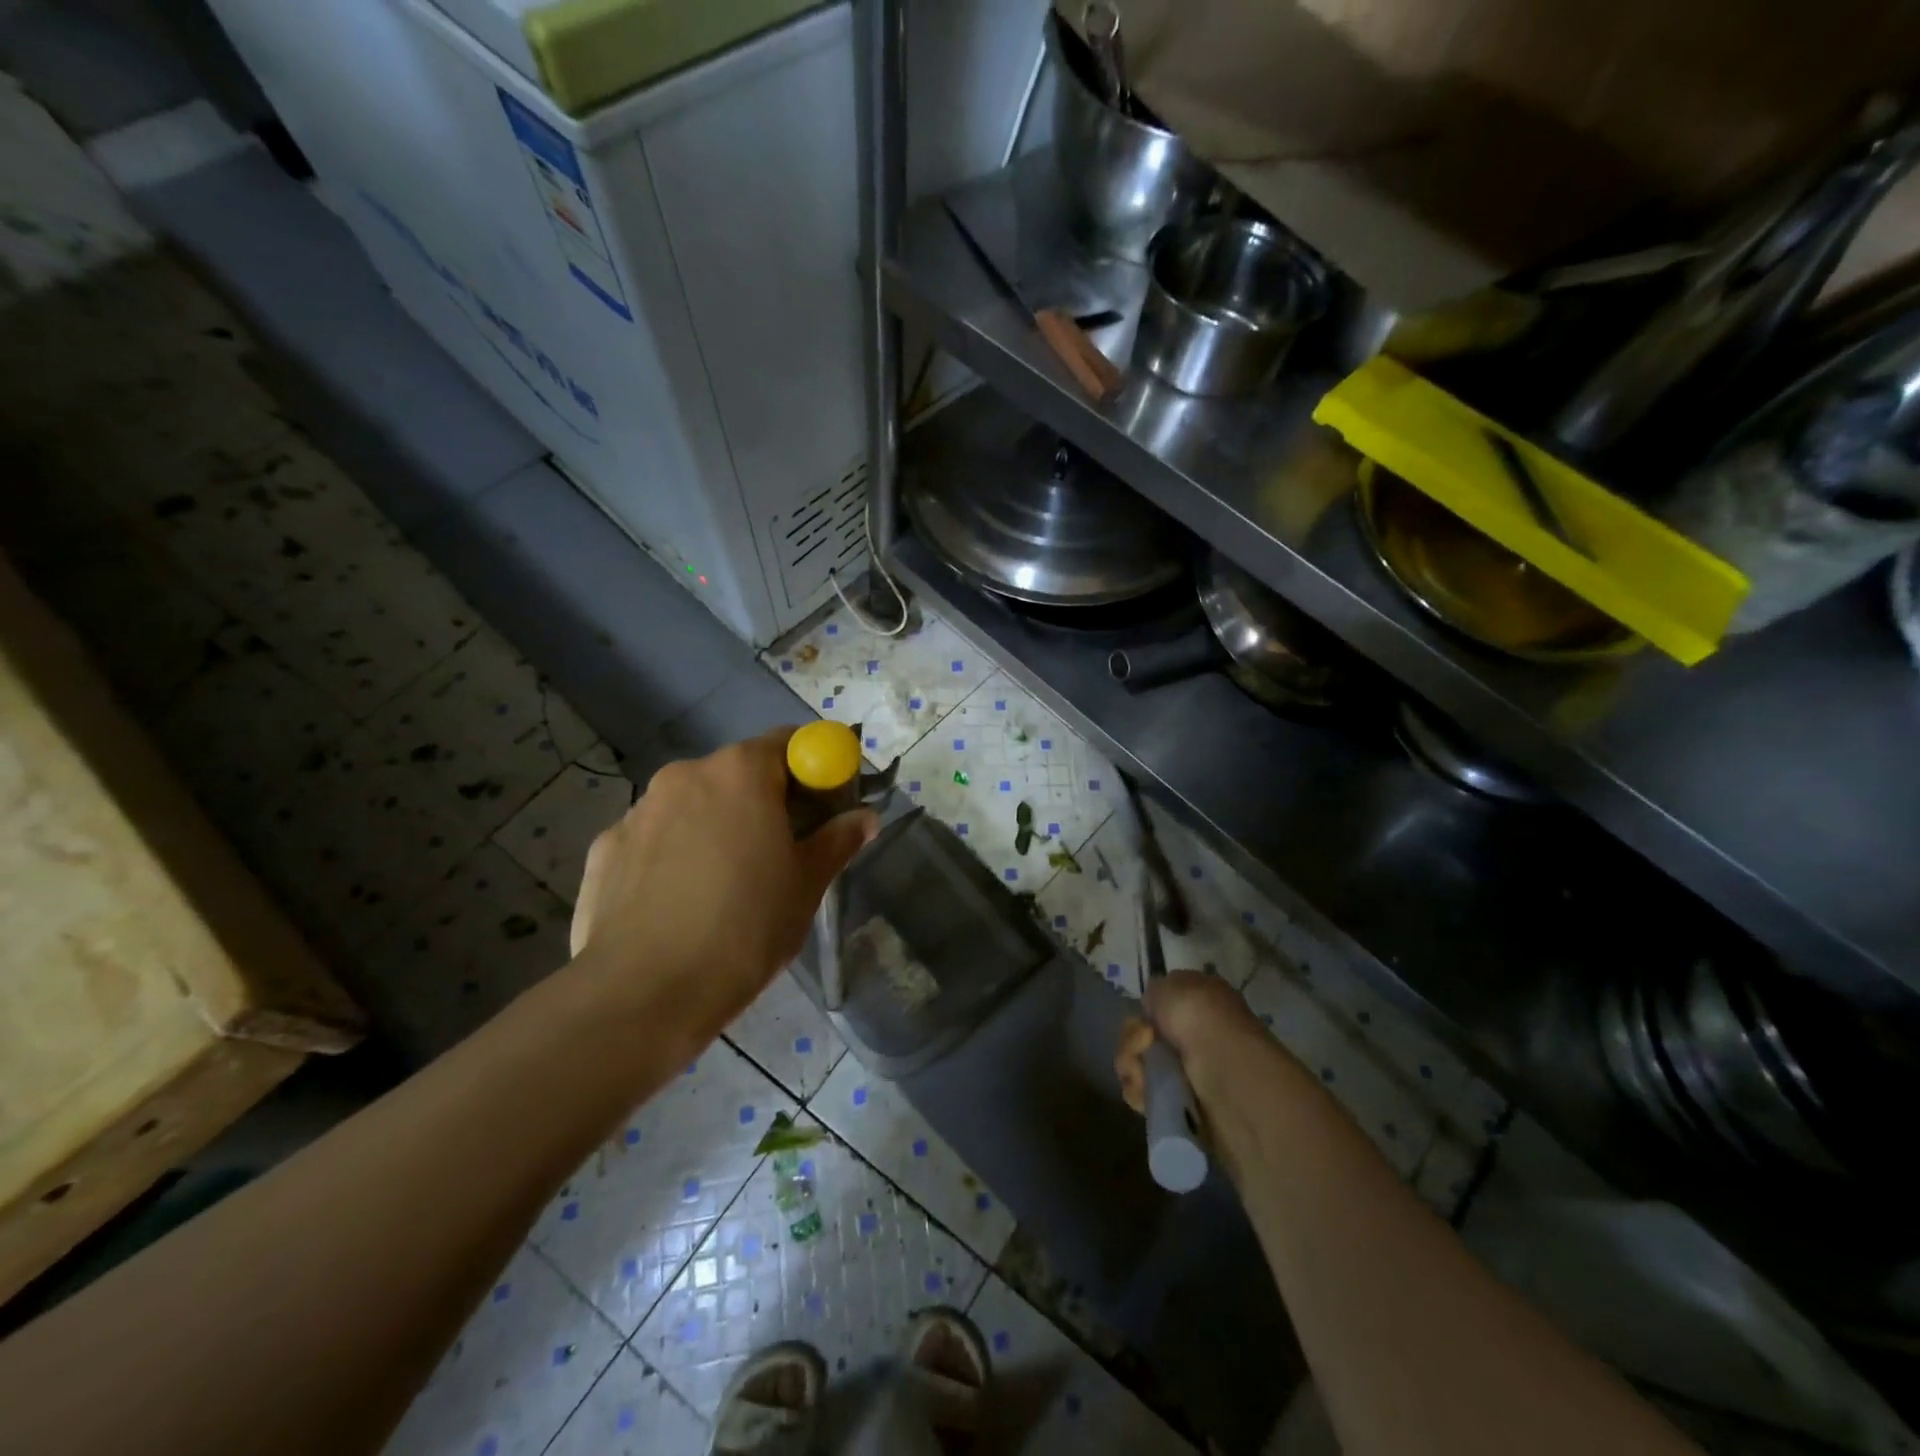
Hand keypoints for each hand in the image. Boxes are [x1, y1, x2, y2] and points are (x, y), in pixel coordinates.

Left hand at [569, 728, 876, 1038]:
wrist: (643, 994)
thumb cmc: (744, 928)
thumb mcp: (806, 885)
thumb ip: (838, 840)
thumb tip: (864, 817)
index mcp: (740, 772)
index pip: (789, 743)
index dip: (814, 770)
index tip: (824, 810)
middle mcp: (685, 774)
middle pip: (739, 772)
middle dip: (765, 801)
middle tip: (782, 853)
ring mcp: (638, 810)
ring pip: (694, 805)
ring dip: (717, 826)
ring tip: (725, 886)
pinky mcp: (604, 848)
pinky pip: (655, 838)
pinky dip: (674, 854)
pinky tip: (679, 903)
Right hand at [1115, 971, 1267, 1116]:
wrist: (1227, 1076)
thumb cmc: (1201, 1019)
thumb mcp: (1170, 985)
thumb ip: (1155, 991)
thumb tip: (1153, 1008)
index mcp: (1200, 1001)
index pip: (1160, 1004)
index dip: (1146, 1010)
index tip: (1145, 1016)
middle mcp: (1196, 1034)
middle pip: (1143, 1035)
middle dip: (1134, 1039)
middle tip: (1145, 1043)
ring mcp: (1189, 1071)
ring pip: (1139, 1063)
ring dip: (1132, 1066)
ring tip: (1143, 1074)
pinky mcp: (1180, 1104)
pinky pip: (1143, 1093)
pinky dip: (1138, 1092)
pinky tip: (1145, 1092)